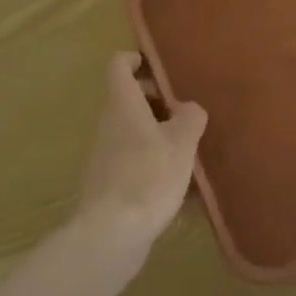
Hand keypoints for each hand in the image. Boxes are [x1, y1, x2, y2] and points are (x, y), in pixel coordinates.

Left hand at [75, 53, 207, 261]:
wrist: (111, 236)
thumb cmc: (148, 176)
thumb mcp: (182, 142)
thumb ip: (190, 117)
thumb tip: (188, 108)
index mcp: (123, 103)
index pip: (119, 64)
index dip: (136, 59)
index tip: (157, 67)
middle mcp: (109, 123)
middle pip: (128, 98)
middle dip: (156, 100)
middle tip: (184, 111)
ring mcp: (105, 154)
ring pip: (132, 130)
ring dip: (157, 133)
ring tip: (188, 149)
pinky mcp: (108, 183)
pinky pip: (133, 160)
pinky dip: (152, 162)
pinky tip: (179, 187)